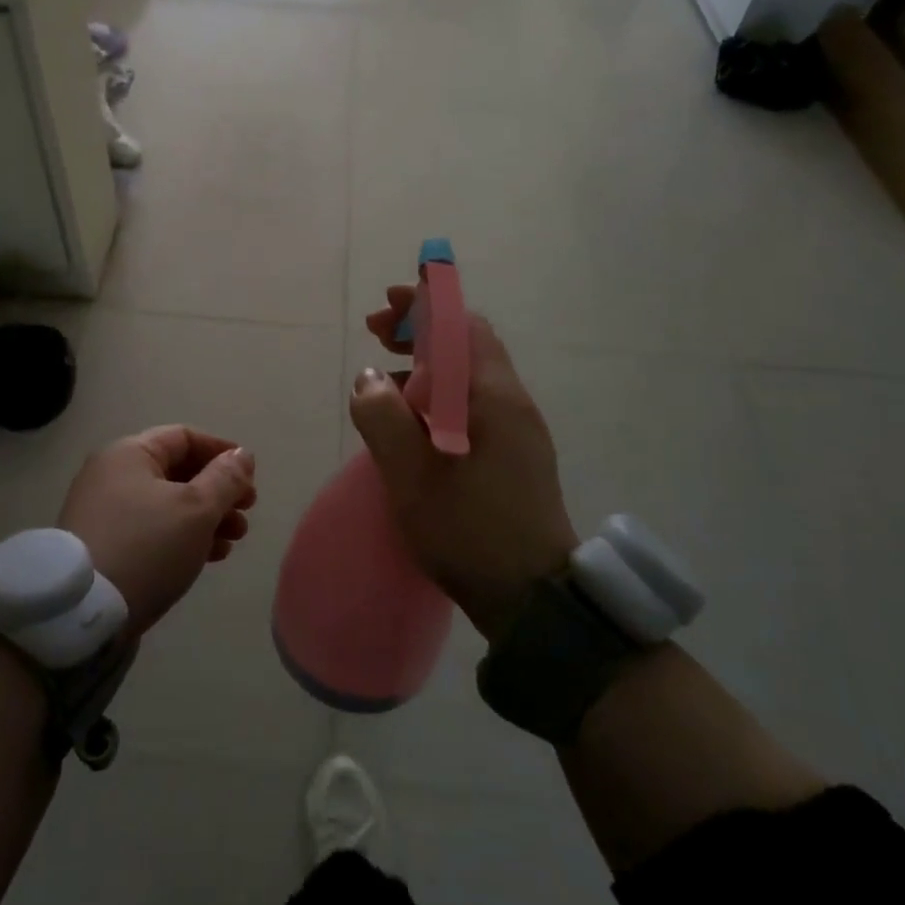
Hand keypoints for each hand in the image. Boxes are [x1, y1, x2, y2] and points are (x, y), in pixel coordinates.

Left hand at [57, 427, 257, 635]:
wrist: (82, 614)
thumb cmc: (146, 547)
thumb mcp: (196, 509)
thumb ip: (225, 479)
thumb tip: (242, 455)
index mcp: (129, 454)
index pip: (184, 437)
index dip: (221, 452)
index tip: (250, 475)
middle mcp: (112, 475)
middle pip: (177, 472)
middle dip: (218, 491)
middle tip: (247, 512)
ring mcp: (105, 512)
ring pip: (168, 504)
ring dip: (207, 517)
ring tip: (234, 539)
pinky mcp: (105, 546)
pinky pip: (153, 529)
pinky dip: (183, 536)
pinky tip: (210, 556)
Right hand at [351, 286, 577, 641]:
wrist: (535, 599)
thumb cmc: (470, 531)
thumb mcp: (411, 476)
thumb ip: (383, 419)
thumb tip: (369, 378)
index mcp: (493, 397)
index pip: (464, 324)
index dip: (426, 304)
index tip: (388, 304)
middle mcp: (511, 402)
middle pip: (467, 344)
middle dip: (421, 331)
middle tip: (378, 334)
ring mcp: (517, 430)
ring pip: (469, 376)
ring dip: (428, 364)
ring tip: (385, 379)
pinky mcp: (514, 456)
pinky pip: (473, 405)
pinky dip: (439, 395)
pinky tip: (412, 422)